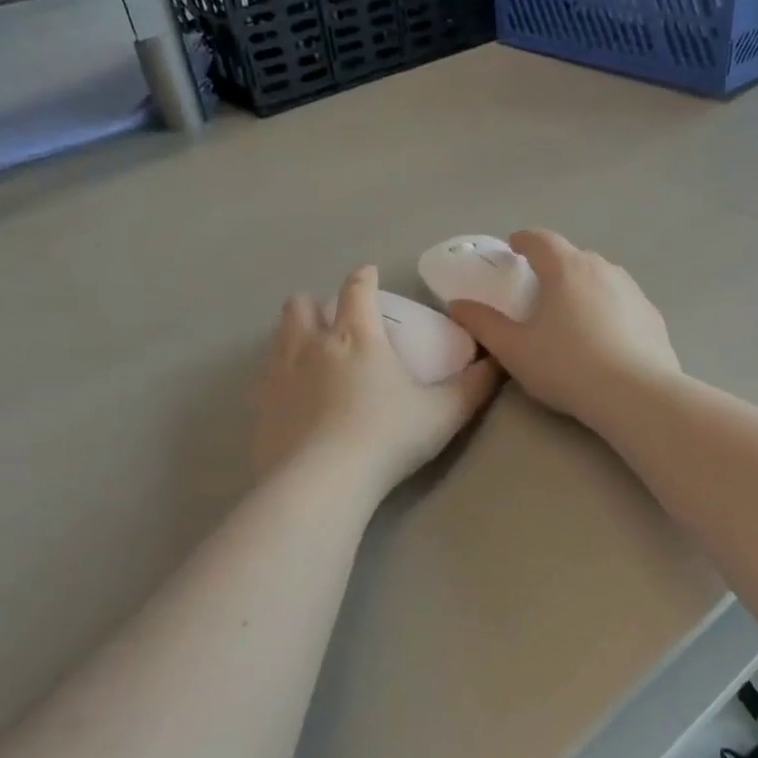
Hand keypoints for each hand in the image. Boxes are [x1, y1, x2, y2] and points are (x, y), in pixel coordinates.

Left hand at [251, 266, 500, 493]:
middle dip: (316, 303)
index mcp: (357, 336)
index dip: (364, 278)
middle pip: (302, 304)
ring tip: (309, 351)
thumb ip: (474, 386)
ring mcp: (279, 373)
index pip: (358, 289)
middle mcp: (312, 344)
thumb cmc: (388, 438)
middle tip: (333, 320)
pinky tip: (289, 394)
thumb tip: (498, 362)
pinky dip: (276, 374)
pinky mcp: (259, 405)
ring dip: (293, 332)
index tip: (369, 275)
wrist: (322, 482)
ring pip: (278, 334)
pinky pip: (263, 376)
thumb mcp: (444, 413)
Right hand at [444, 230, 679, 427]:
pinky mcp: (653, 315)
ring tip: (573, 314)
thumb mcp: (515, 350)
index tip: (514, 246)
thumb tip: (457, 305)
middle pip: (573, 257)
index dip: (524, 240)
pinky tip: (606, 338)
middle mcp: (603, 269)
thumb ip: (484, 324)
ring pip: (602, 278)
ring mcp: (633, 290)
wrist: (635, 394)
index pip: (541, 239)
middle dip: (555, 267)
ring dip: (584, 287)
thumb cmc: (567, 367)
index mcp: (566, 269)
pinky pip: (624, 303)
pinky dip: (610, 310)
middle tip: (540, 289)